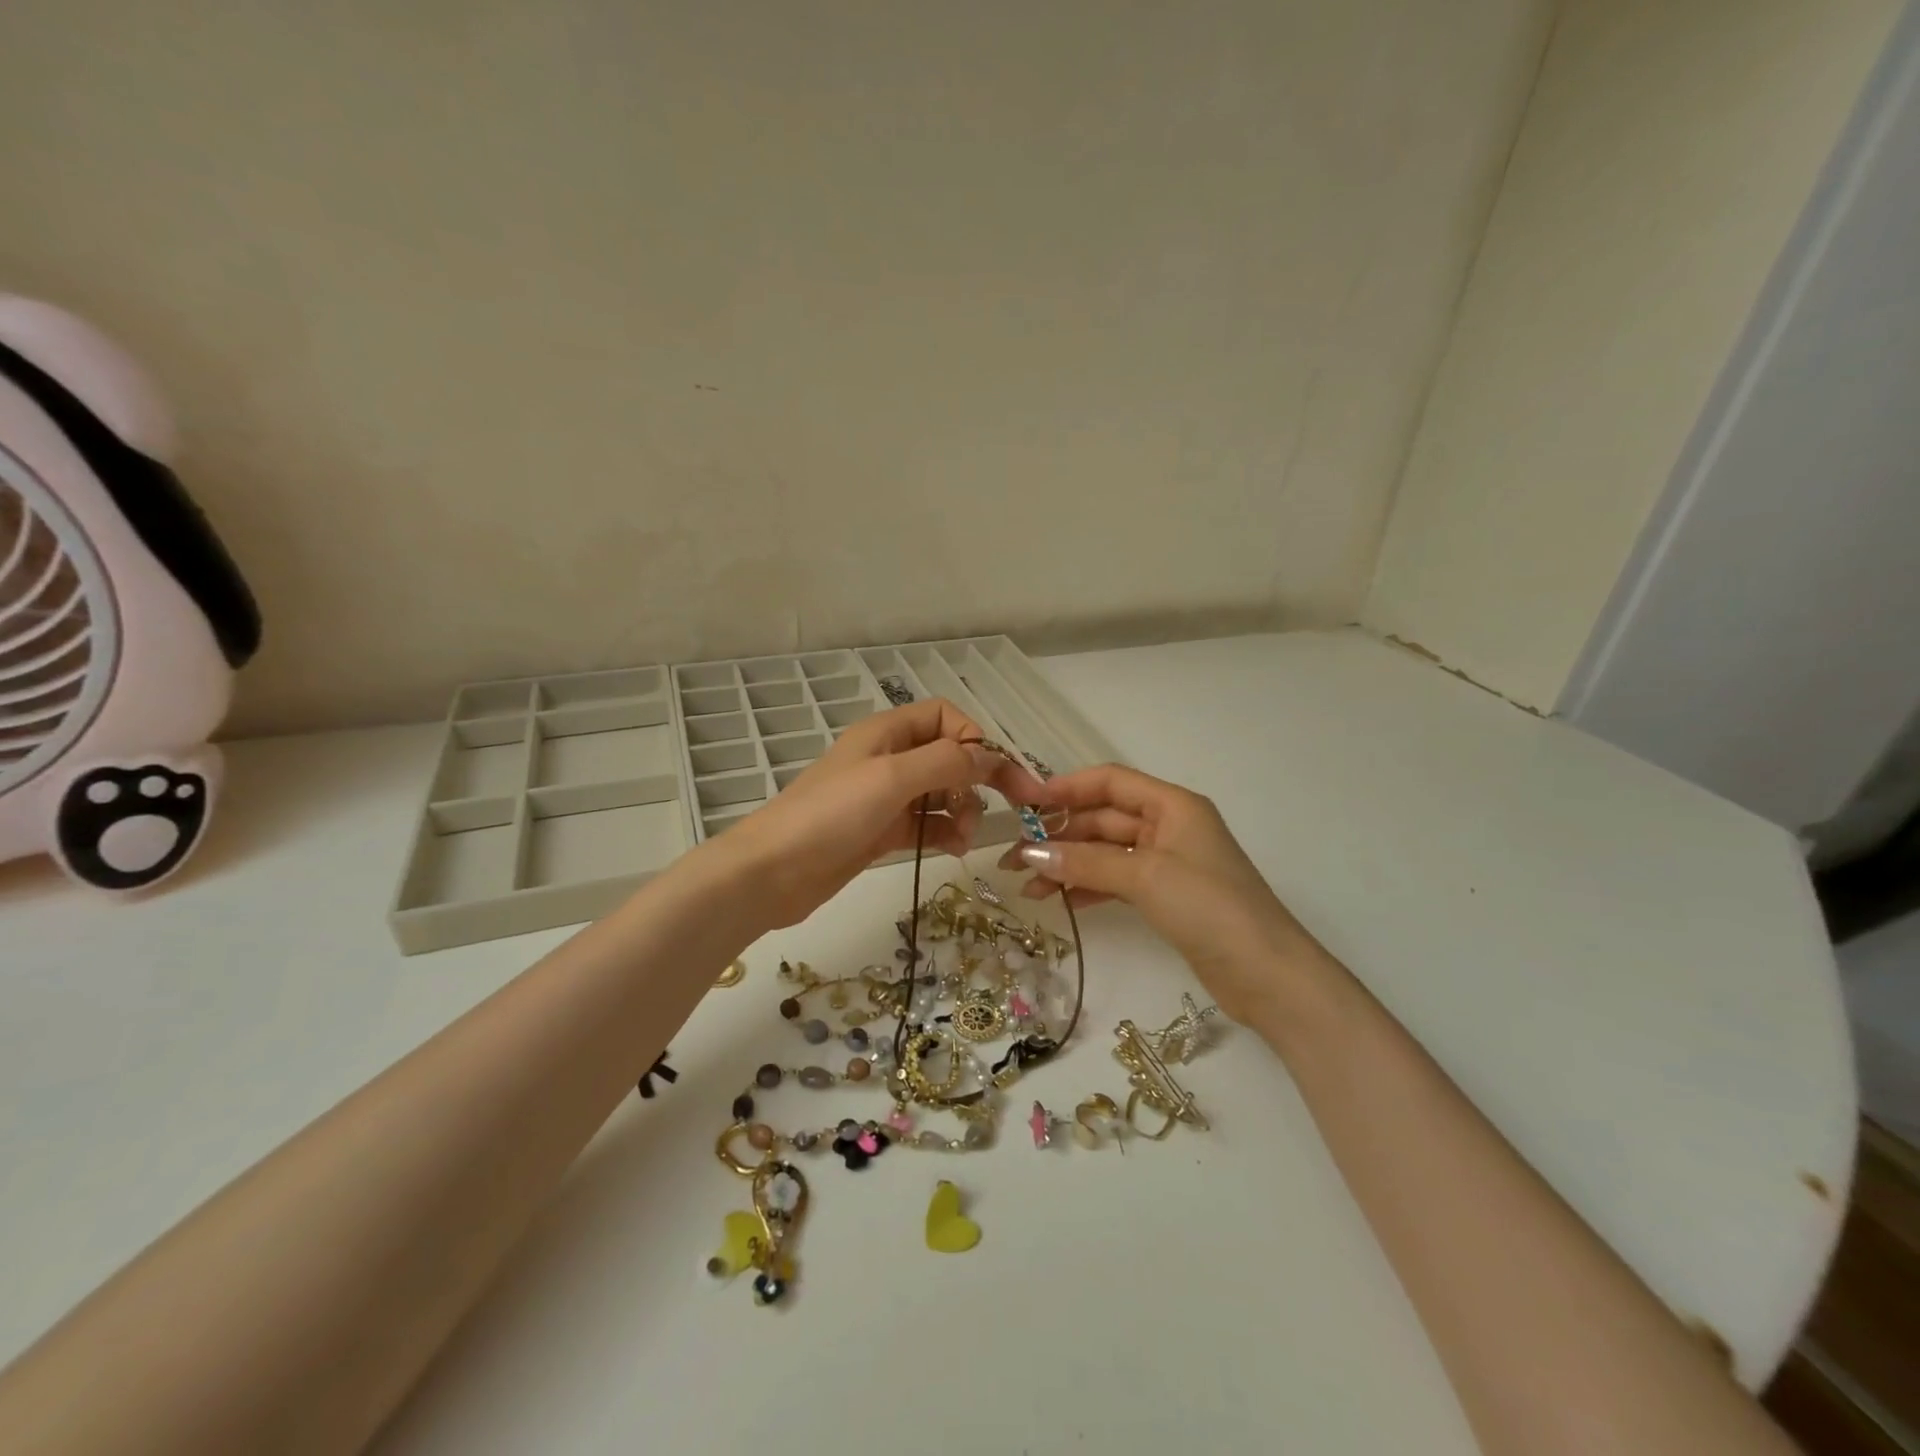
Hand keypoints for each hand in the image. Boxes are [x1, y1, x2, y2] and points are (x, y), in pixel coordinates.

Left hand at [716, 698, 1046, 929]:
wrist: (772, 872)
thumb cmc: (831, 815)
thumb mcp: (891, 778)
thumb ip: (945, 762)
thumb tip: (990, 756)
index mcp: (887, 732)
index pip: (944, 717)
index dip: (973, 738)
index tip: (994, 772)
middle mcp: (888, 758)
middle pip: (947, 755)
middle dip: (975, 778)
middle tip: (1004, 807)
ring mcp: (884, 797)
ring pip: (940, 793)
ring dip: (962, 809)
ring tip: (965, 835)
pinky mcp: (880, 831)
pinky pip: (925, 824)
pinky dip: (944, 832)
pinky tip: (953, 849)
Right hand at [998, 764, 1327, 1025]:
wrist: (1268, 975)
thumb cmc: (1210, 908)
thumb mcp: (1145, 876)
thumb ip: (1086, 861)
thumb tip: (1030, 852)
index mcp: (1173, 805)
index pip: (1110, 782)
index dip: (1067, 787)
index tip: (1025, 804)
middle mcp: (1169, 827)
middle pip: (1104, 818)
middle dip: (1060, 835)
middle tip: (1016, 858)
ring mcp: (1168, 863)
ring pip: (1107, 852)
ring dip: (1069, 864)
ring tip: (1029, 886)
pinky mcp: (1167, 896)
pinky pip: (1117, 880)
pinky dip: (1089, 887)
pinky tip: (1062, 901)